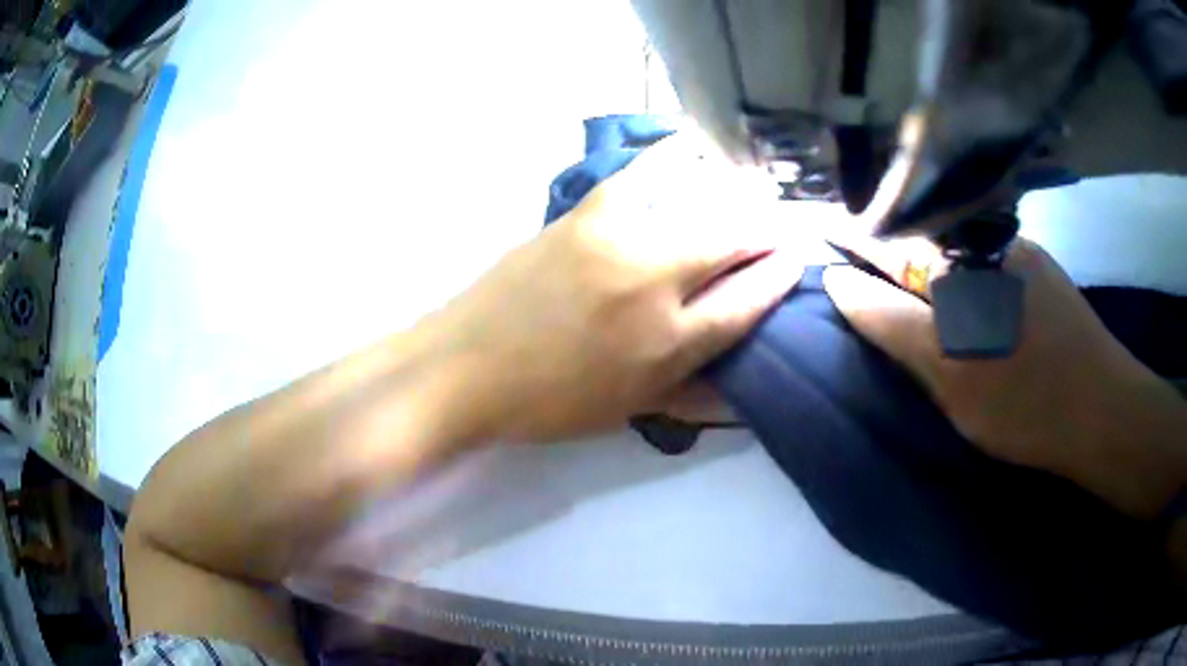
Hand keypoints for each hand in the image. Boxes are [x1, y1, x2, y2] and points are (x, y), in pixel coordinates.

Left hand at [429, 134, 801, 442]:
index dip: (781, 276)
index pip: (748, 301)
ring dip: (732, 195)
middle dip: (769, 229)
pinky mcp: (583, 214)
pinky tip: (687, 148)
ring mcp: (617, 239)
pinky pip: (639, 175)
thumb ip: (692, 396)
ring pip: (697, 202)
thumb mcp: (628, 412)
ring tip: (748, 191)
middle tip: (783, 223)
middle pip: (733, 241)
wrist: (465, 368)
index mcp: (669, 343)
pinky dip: (669, 158)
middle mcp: (655, 282)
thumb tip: (743, 389)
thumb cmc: (547, 403)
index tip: (798, 257)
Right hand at [823, 238, 1185, 517]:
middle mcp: (974, 258)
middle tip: (856, 246)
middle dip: (879, 243)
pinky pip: (976, 242)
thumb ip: (901, 338)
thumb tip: (847, 291)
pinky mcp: (1028, 250)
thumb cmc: (1027, 413)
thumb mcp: (956, 394)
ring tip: (909, 261)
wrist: (1101, 406)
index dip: (849, 258)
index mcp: (951, 301)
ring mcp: (1005, 246)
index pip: (880, 270)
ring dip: (920, 246)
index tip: (822, 250)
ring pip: (945, 238)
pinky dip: (958, 252)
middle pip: (910, 242)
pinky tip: (962, 272)